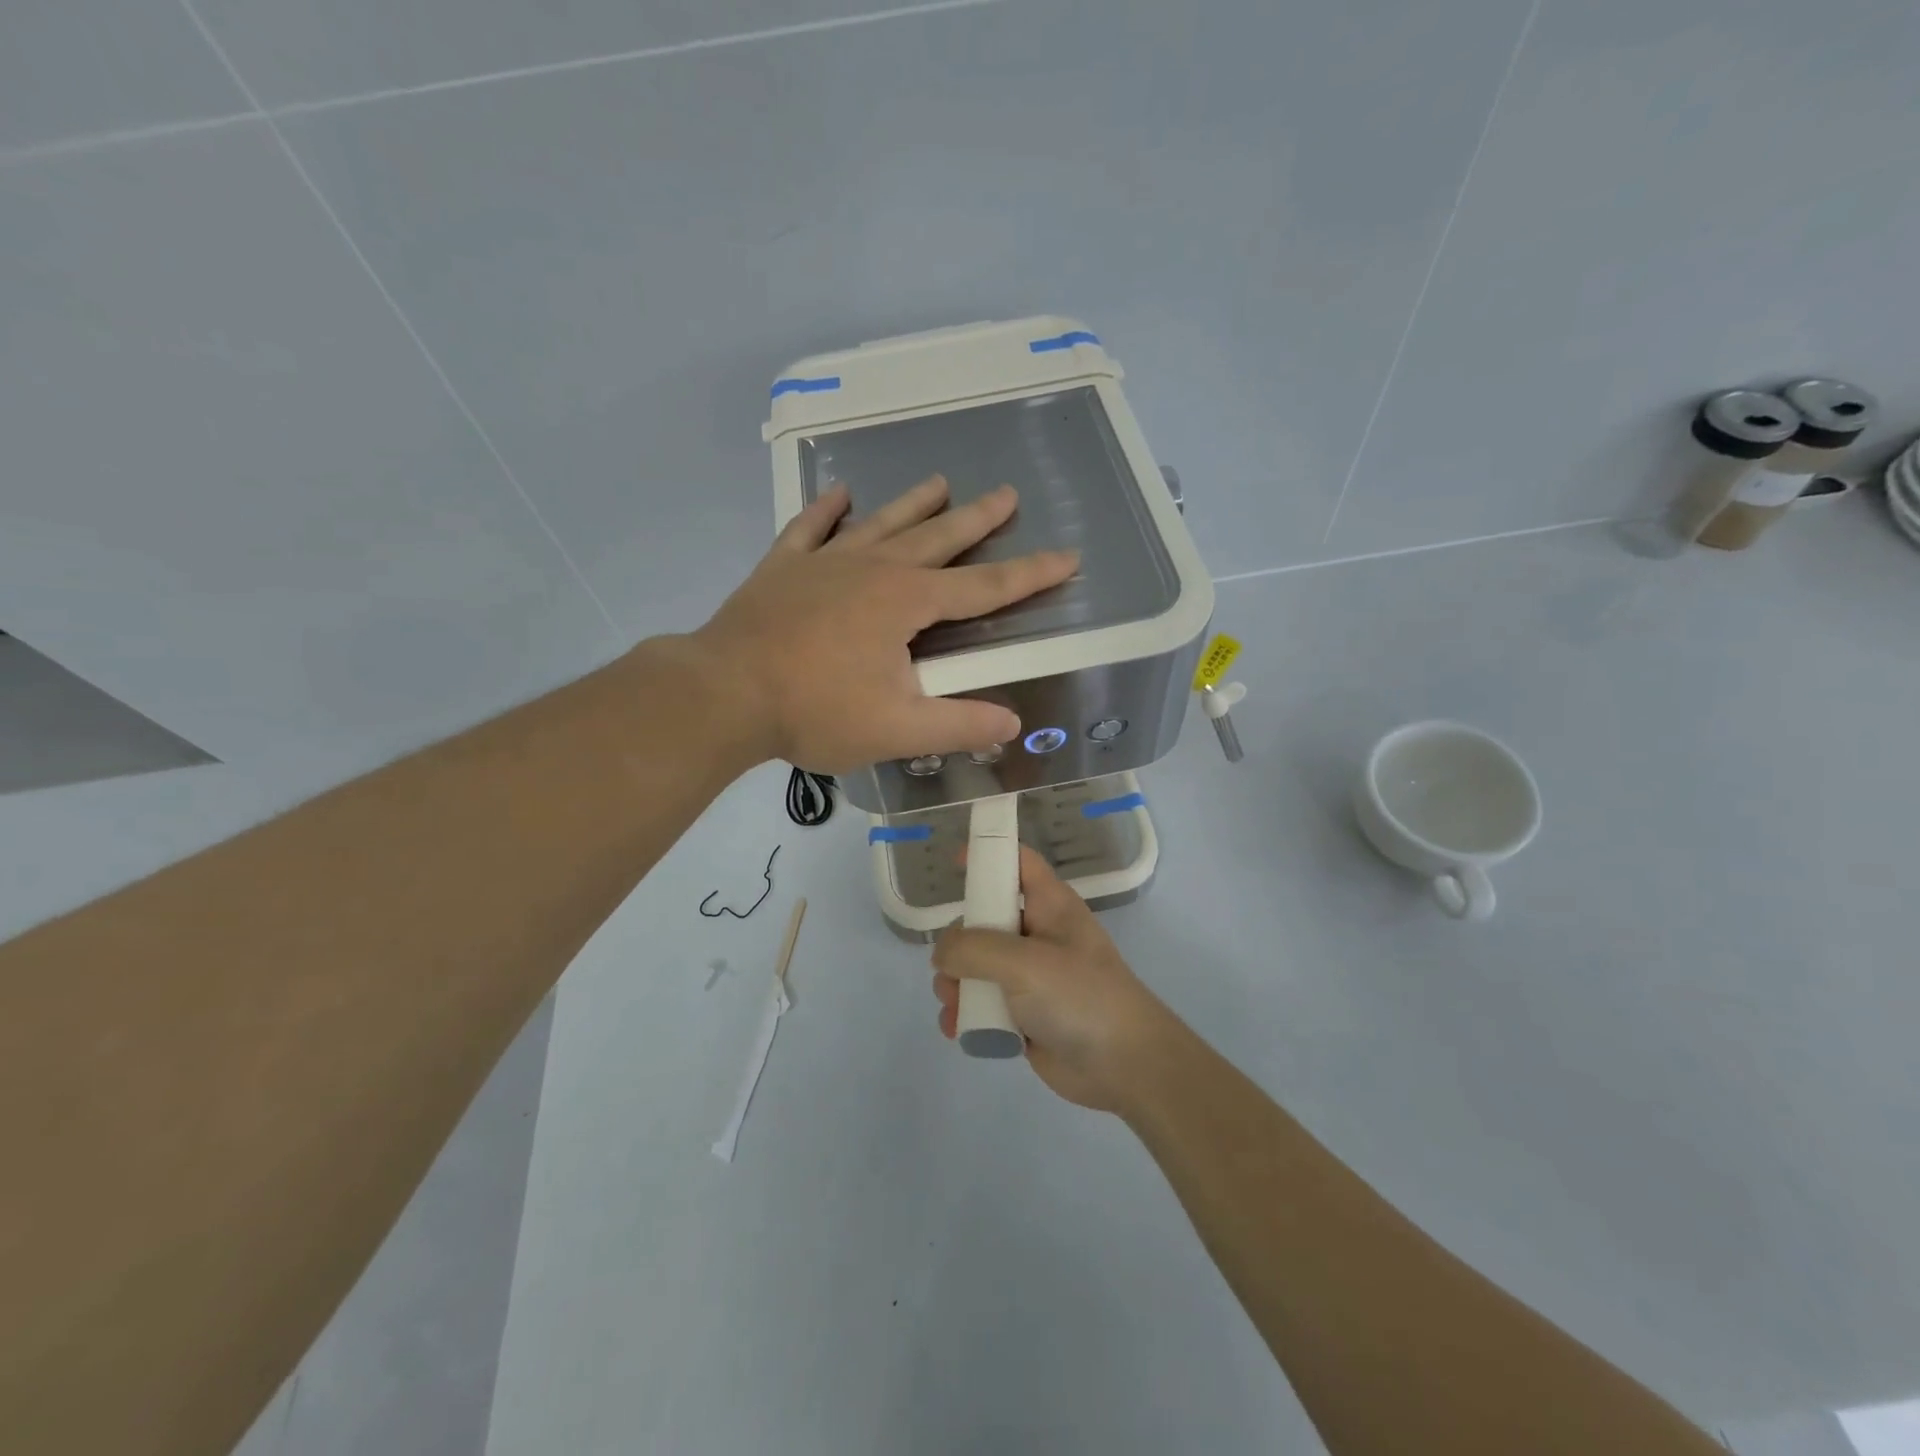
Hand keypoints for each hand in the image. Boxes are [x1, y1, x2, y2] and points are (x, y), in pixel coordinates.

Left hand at [692, 476, 1077, 773]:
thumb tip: (1012, 723)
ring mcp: (824, 563)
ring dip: (913, 504)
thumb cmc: (815, 711)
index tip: (1067, 557)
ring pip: (880, 524)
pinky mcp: (783, 569)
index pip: (984, 587)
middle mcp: (873, 569)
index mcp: (907, 602)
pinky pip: (810, 529)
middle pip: (937, 538)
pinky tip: (838, 493)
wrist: (724, 693)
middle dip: (977, 519)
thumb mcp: (897, 729)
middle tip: (1006, 494)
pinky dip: (825, 511)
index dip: (1030, 575)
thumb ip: (959, 724)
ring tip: (939, 481)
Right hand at [931, 847, 1177, 1112]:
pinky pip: (985, 1004)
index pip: (1019, 862)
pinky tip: (957, 1029)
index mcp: (1050, 906)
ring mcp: (1032, 977)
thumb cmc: (1080, 997)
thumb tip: (942, 953)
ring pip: (979, 966)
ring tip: (953, 1005)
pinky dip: (968, 1014)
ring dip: (957, 983)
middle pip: (986, 918)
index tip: (955, 862)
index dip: (989, 854)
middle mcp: (1039, 935)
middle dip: (958, 942)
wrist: (1125, 1066)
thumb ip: (973, 949)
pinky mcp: (1025, 1015)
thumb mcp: (1024, 963)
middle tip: (946, 966)